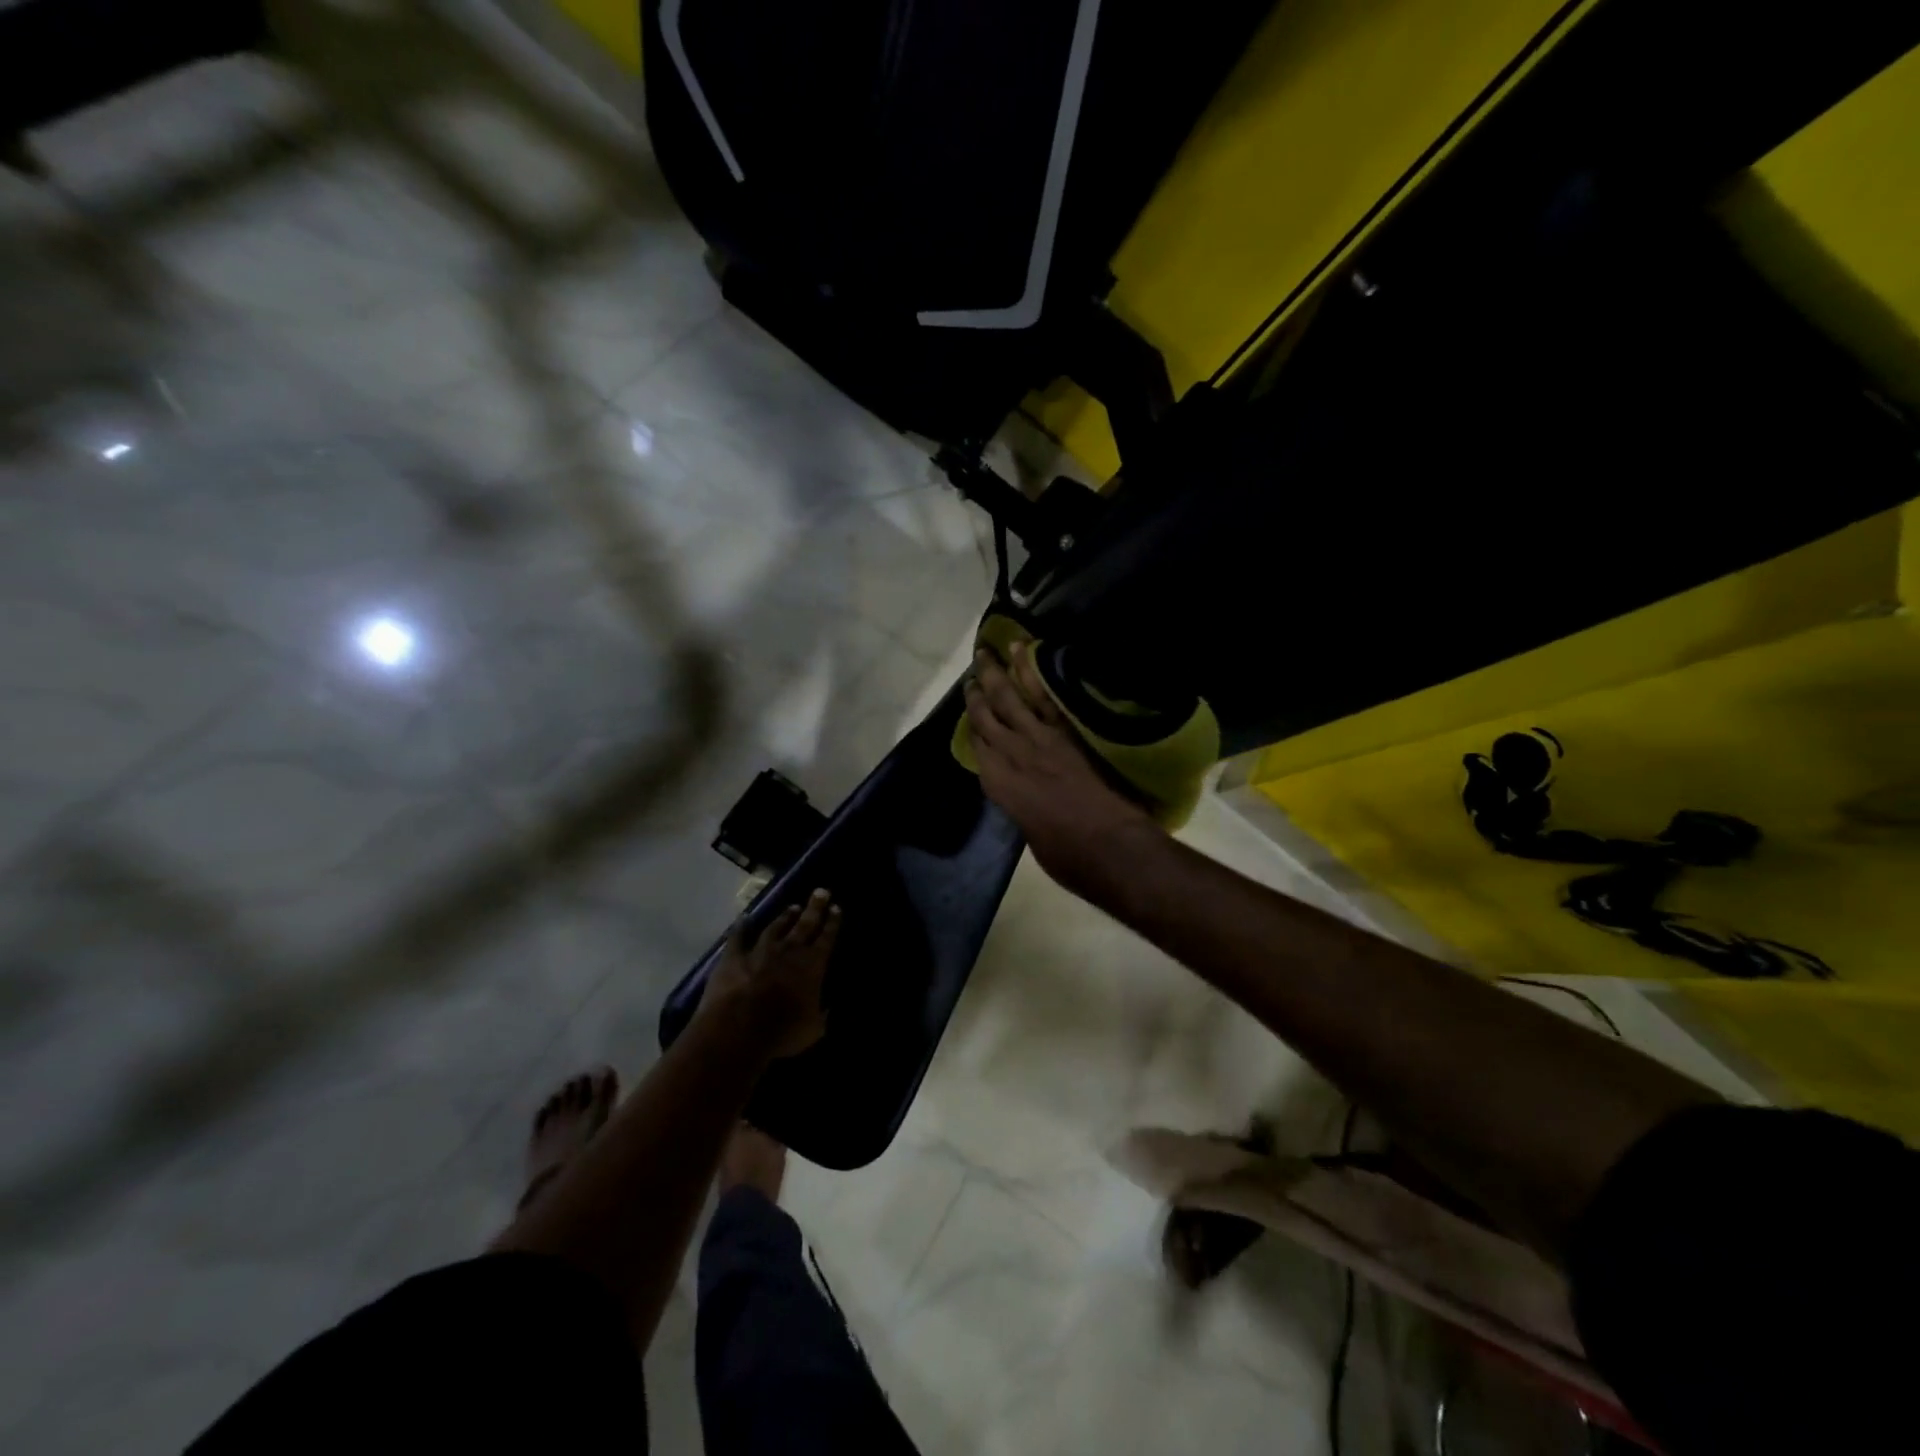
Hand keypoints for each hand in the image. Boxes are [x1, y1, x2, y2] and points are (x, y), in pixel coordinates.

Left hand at [701, 889, 839, 1058]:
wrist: (738, 1028)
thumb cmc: (782, 1031)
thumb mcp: (812, 1029)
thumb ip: (821, 1016)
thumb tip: (828, 1009)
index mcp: (812, 965)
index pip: (826, 938)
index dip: (832, 922)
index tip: (836, 908)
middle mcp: (789, 950)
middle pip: (805, 924)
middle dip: (815, 908)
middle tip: (821, 891)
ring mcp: (760, 950)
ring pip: (775, 927)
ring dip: (785, 917)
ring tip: (792, 907)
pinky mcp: (733, 957)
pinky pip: (738, 938)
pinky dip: (741, 927)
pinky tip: (743, 919)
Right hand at [963, 644, 1160, 901]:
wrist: (1107, 846)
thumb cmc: (1067, 855)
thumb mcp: (1034, 836)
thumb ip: (1026, 810)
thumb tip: (1031, 800)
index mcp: (999, 785)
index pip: (979, 748)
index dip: (973, 727)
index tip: (970, 710)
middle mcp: (1011, 756)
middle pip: (987, 717)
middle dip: (976, 693)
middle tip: (971, 671)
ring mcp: (1038, 740)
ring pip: (1008, 699)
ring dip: (997, 673)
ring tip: (986, 649)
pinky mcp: (1065, 732)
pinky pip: (1044, 696)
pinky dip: (1033, 672)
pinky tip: (1027, 654)